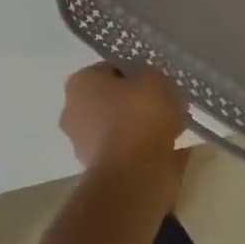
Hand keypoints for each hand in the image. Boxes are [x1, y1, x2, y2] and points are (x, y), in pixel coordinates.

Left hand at [59, 64, 186, 174]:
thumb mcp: (154, 79)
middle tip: (164, 105)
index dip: (136, 73)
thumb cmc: (139, 115)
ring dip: (139, 128)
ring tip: (171, 129)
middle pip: (111, 100)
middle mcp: (73, 112)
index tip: (156, 82)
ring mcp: (83, 144)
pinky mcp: (99, 171)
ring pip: (117, 128)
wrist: (134, 174)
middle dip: (135, 103)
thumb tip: (147, 84)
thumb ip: (150, 76)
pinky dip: (142, 151)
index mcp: (80, 83)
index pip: (110, 69)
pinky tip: (166, 151)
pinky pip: (125, 152)